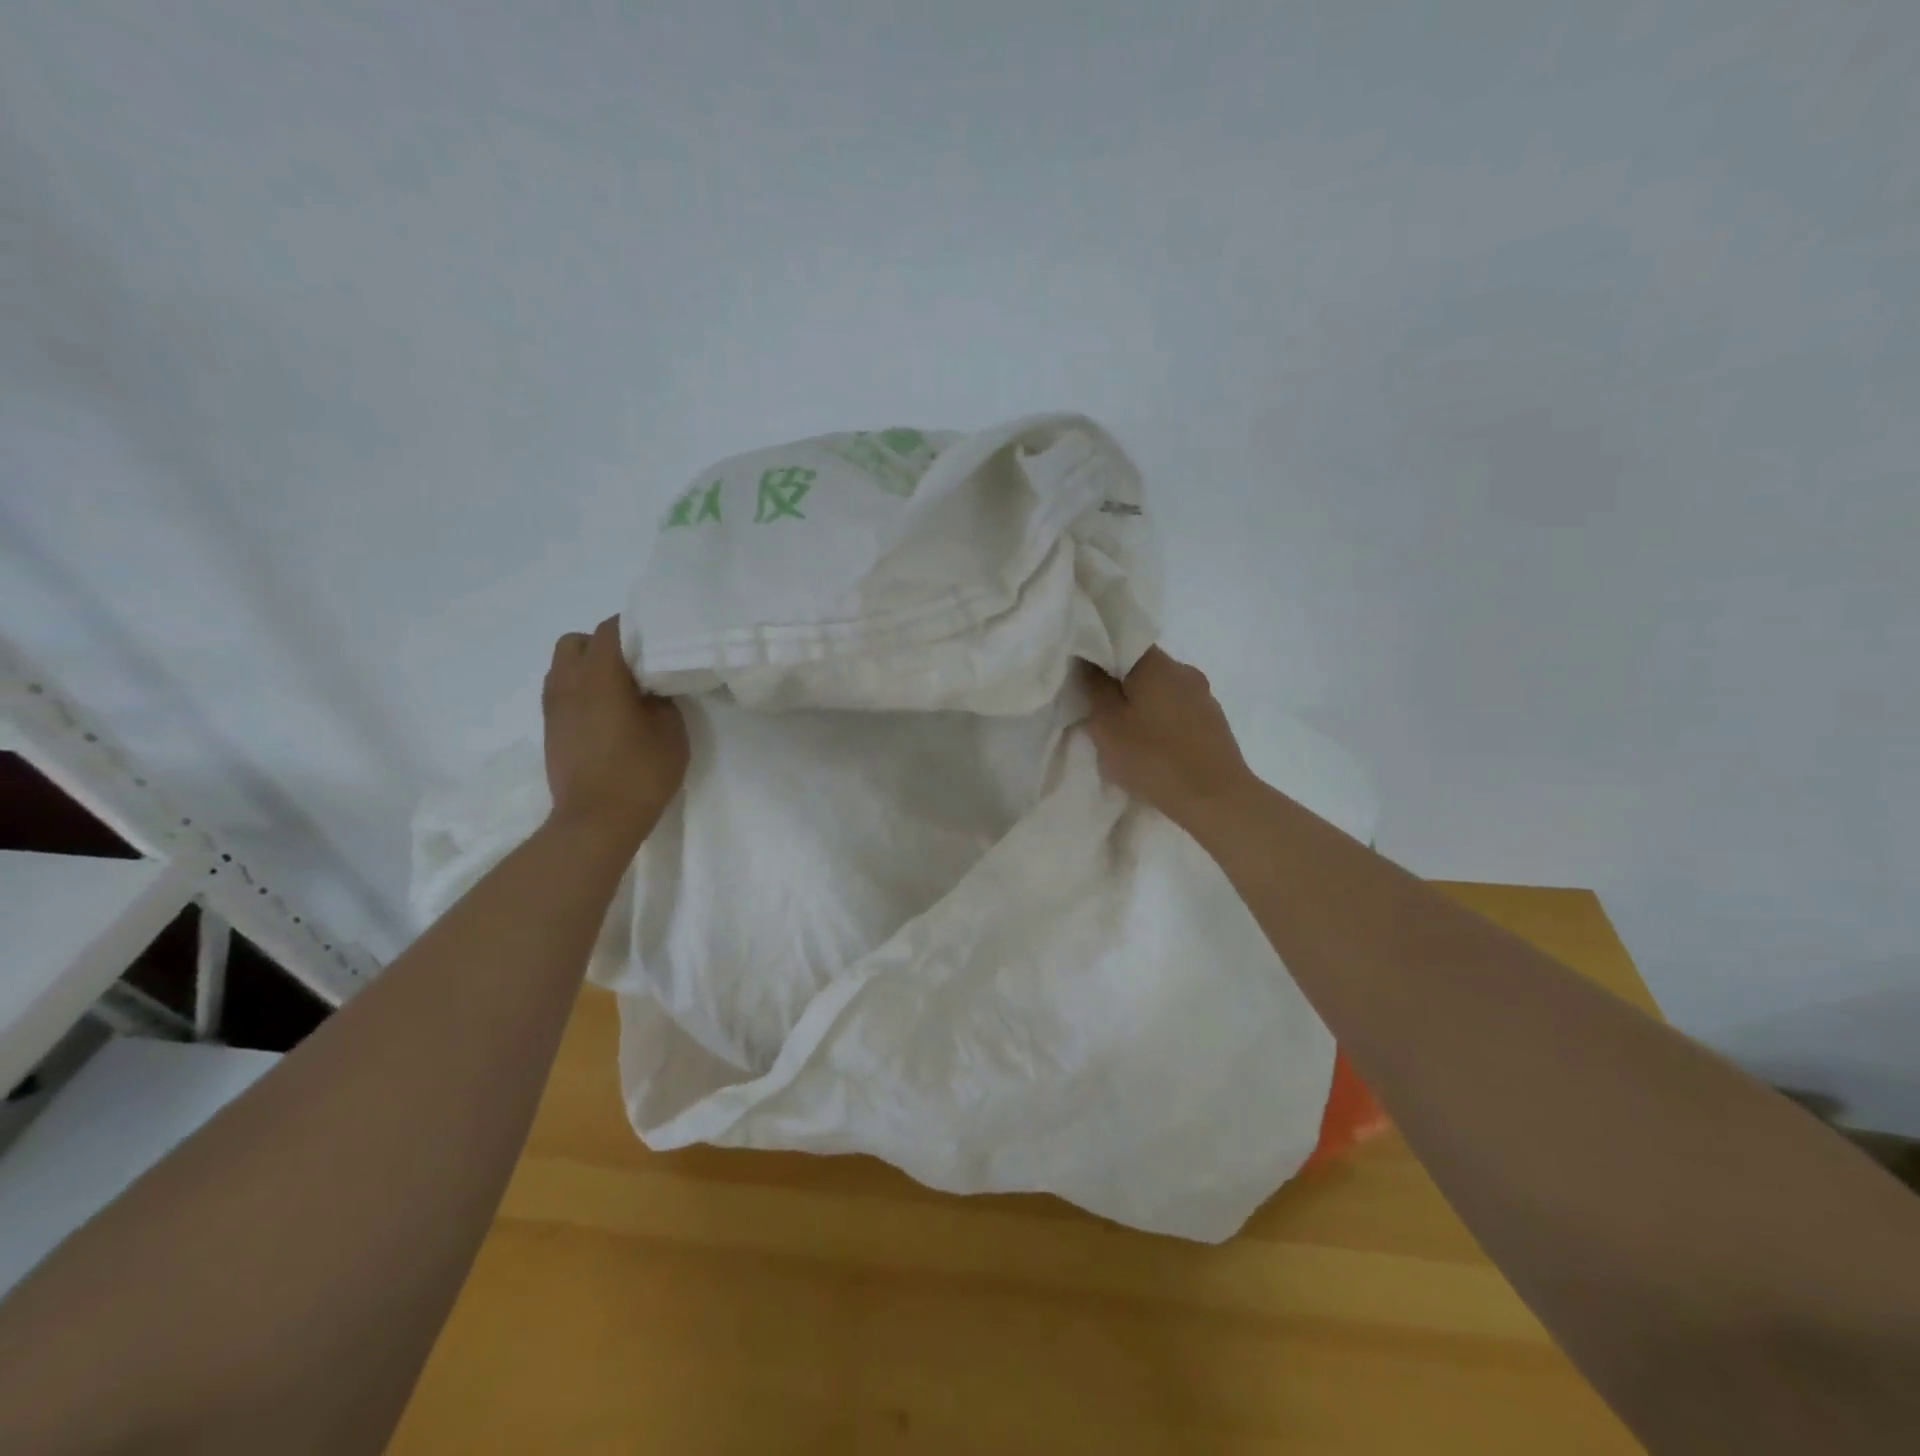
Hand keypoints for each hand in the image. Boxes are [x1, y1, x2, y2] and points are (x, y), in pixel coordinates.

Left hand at [542, 617, 688, 844]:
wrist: (596, 821)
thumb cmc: (639, 773)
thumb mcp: (671, 730)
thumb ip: (661, 697)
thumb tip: (650, 686)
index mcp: (599, 676)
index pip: (612, 629)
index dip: (637, 629)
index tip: (660, 642)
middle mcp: (568, 683)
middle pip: (579, 641)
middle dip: (607, 645)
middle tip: (637, 667)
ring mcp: (553, 707)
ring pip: (565, 666)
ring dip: (591, 668)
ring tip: (622, 691)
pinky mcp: (551, 728)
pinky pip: (563, 691)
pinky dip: (582, 690)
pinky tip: (608, 713)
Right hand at [1083, 647, 1256, 828]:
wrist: (1216, 799)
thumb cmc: (1153, 758)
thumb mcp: (1107, 725)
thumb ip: (1094, 688)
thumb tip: (1088, 662)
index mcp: (1157, 664)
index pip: (1121, 642)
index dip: (1098, 657)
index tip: (1083, 681)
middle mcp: (1184, 670)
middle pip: (1142, 668)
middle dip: (1120, 685)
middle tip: (1099, 713)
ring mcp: (1204, 696)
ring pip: (1162, 691)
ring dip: (1143, 705)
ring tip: (1126, 735)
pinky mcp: (1214, 722)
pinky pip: (1178, 711)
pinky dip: (1162, 722)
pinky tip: (1154, 747)